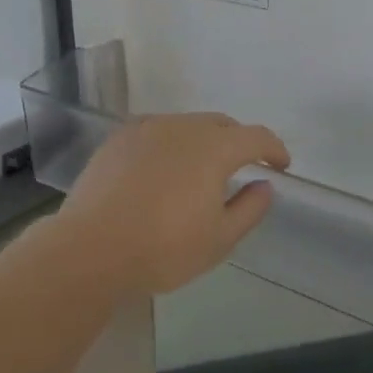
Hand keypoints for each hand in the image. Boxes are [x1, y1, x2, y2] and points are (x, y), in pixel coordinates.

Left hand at [55, 114, 290, 296]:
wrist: (91, 247)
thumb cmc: (163, 247)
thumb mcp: (219, 239)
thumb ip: (249, 208)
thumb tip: (264, 185)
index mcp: (213, 147)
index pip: (255, 136)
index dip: (273, 148)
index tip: (281, 165)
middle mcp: (181, 126)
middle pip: (220, 124)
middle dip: (238, 141)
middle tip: (243, 167)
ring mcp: (146, 128)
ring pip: (186, 125)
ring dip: (203, 141)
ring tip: (201, 170)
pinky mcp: (119, 138)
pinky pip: (156, 132)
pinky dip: (171, 144)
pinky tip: (163, 168)